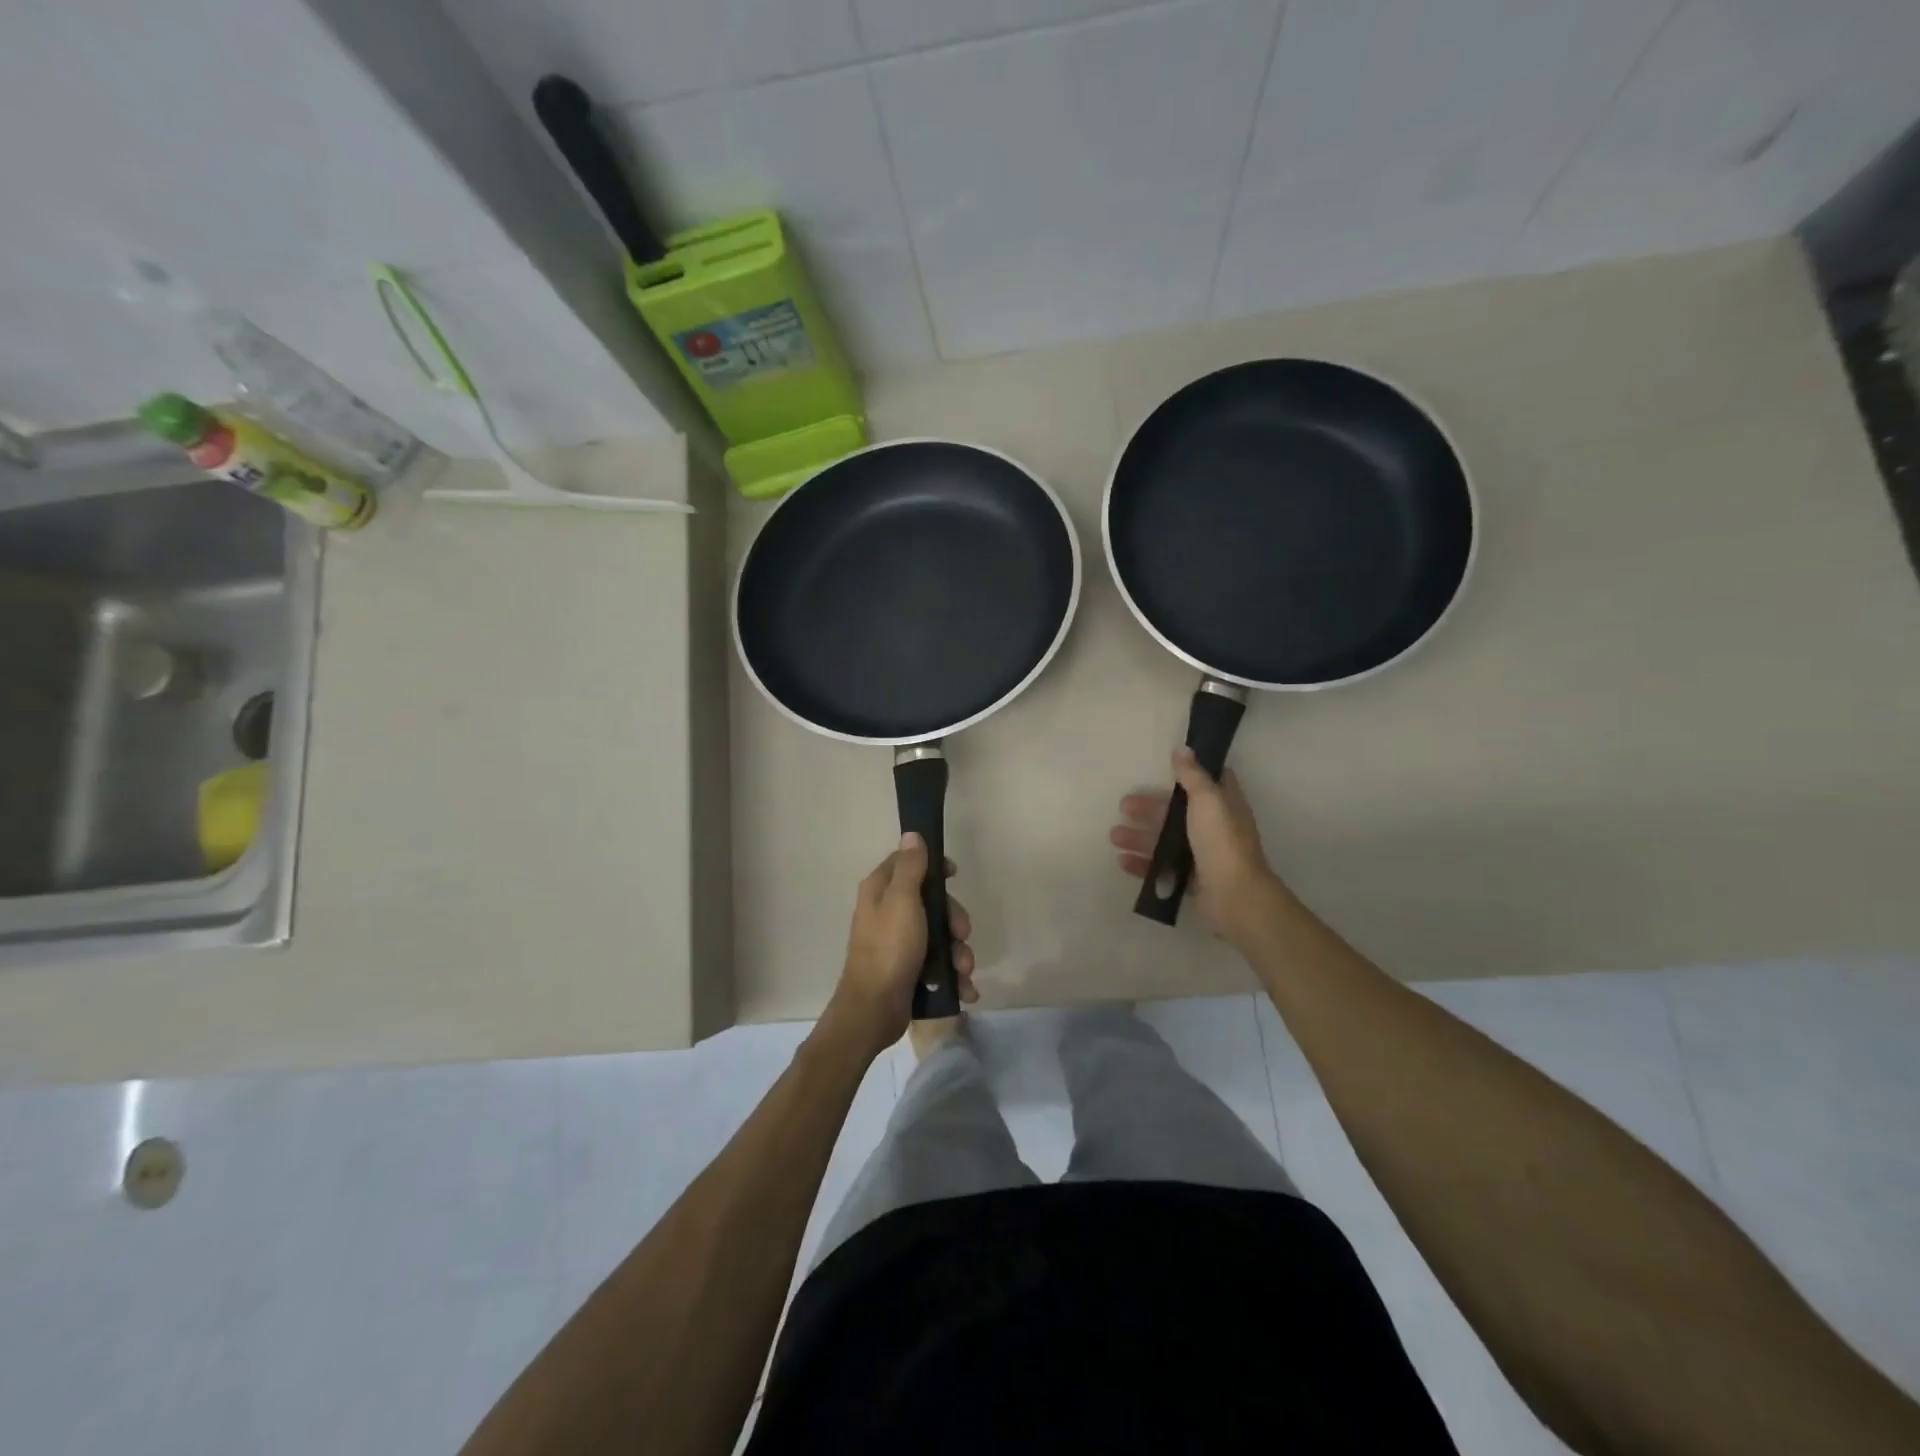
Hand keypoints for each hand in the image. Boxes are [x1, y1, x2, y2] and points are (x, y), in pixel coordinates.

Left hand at [827, 833, 975, 1057]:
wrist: (874, 1010)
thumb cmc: (889, 949)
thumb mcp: (903, 901)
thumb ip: (910, 868)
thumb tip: (912, 834)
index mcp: (881, 890)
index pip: (908, 862)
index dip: (934, 866)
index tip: (953, 875)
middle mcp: (887, 912)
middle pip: (931, 901)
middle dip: (953, 920)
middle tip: (961, 935)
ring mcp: (898, 943)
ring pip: (939, 935)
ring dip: (958, 952)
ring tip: (963, 971)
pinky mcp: (909, 969)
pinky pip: (938, 963)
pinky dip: (953, 975)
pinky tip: (964, 989)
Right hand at [1111, 748, 1289, 942]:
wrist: (1234, 896)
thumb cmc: (1221, 841)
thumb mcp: (1207, 800)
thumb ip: (1192, 776)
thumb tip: (1183, 748)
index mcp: (1224, 805)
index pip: (1209, 782)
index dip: (1189, 773)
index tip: (1163, 767)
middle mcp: (1215, 828)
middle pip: (1177, 812)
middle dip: (1149, 809)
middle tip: (1123, 805)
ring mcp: (1203, 856)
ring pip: (1166, 841)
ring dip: (1140, 837)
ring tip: (1114, 836)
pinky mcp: (1192, 880)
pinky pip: (1162, 868)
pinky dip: (1143, 863)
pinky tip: (1122, 861)